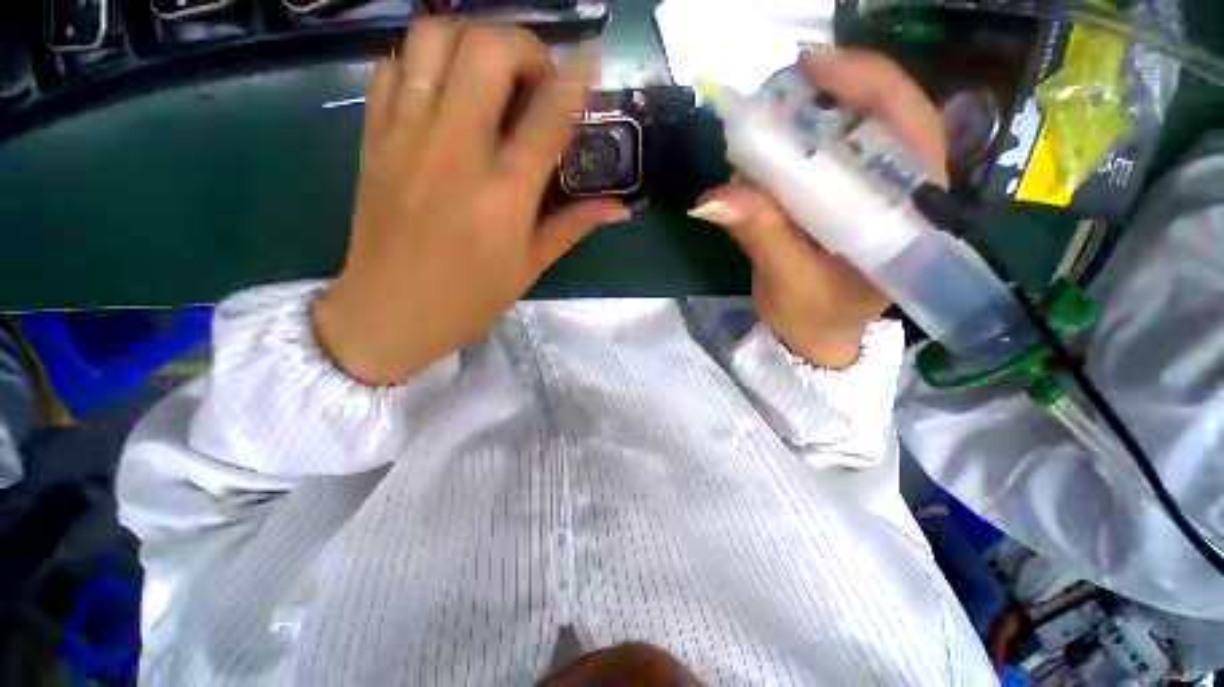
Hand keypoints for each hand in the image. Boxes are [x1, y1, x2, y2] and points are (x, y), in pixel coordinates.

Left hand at [313, 21, 626, 385]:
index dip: (576, 80)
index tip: (591, 63)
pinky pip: (394, 67)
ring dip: (472, 39)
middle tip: (536, 77)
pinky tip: (445, 89)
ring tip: (490, 72)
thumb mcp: (530, 267)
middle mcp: (455, 151)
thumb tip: (619, 207)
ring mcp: (406, 137)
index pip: (548, 117)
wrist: (389, 313)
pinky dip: (426, 61)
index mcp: (503, 194)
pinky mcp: (373, 138)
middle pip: (487, 51)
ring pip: (434, 39)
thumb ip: (574, 226)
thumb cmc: (469, 298)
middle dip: (524, 45)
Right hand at [691, 48, 947, 368]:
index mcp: (909, 215)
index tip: (814, 64)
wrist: (815, 335)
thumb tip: (711, 196)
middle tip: (774, 98)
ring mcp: (871, 193)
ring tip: (759, 139)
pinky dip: (791, 154)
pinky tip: (764, 165)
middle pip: (879, 118)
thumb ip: (759, 235)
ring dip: (802, 127)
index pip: (909, 128)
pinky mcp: (844, 199)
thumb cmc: (813, 317)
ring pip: (848, 135)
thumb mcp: (787, 281)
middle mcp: (900, 192)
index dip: (868, 84)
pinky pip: (823, 160)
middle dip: (827, 98)